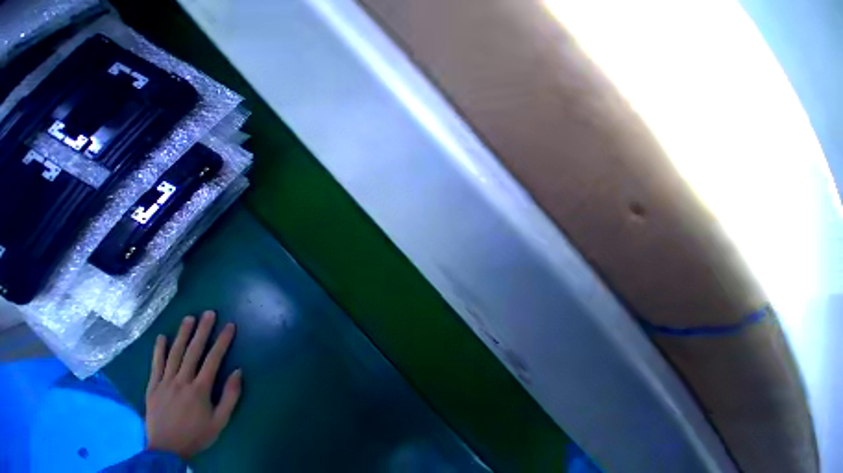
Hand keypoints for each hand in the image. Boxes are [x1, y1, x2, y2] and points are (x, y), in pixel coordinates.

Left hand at [145, 311, 241, 459]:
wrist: (164, 453)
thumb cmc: (196, 435)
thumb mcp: (220, 420)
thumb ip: (231, 395)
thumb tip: (238, 371)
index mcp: (200, 388)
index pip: (213, 358)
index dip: (223, 340)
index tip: (230, 325)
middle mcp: (181, 382)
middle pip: (192, 351)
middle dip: (202, 330)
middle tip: (208, 313)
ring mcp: (164, 384)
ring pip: (173, 354)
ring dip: (182, 335)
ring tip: (188, 319)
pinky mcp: (152, 389)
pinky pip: (155, 366)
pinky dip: (158, 351)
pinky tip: (161, 338)